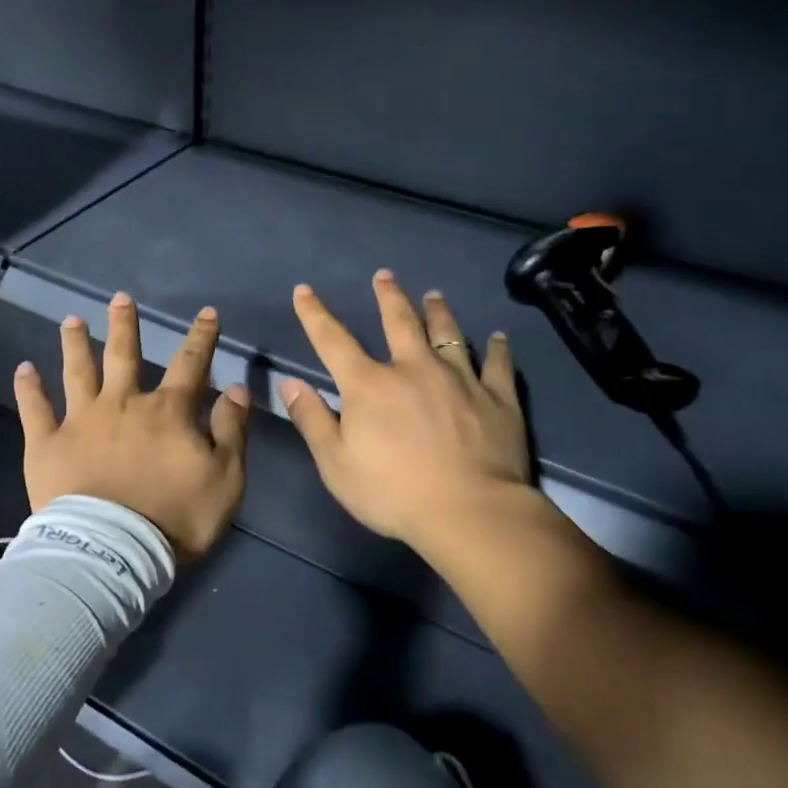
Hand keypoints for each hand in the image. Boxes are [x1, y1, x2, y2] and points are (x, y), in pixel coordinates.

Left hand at [15, 292, 250, 560]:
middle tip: (120, 298)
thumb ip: (231, 431)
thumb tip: (236, 389)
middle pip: (124, 354)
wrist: (114, 551)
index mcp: (167, 412)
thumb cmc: (176, 518)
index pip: (190, 364)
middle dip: (125, 325)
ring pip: (78, 371)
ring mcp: (81, 420)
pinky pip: (36, 409)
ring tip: (71, 320)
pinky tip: (24, 368)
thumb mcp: (226, 479)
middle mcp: (122, 404)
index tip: (207, 313)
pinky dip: (29, 388)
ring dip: (75, 344)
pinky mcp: (47, 443)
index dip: (201, 337)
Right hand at [280, 271, 546, 555]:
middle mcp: (414, 369)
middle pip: (400, 322)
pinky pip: (497, 365)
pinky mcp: (498, 399)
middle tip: (385, 275)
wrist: (470, 512)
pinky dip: (496, 349)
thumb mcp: (336, 463)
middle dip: (389, 296)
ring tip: (435, 295)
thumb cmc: (393, 492)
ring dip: (439, 312)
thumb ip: (312, 420)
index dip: (315, 314)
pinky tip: (497, 338)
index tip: (304, 290)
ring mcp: (460, 380)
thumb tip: (290, 383)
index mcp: (370, 385)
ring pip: (449, 334)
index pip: (333, 341)